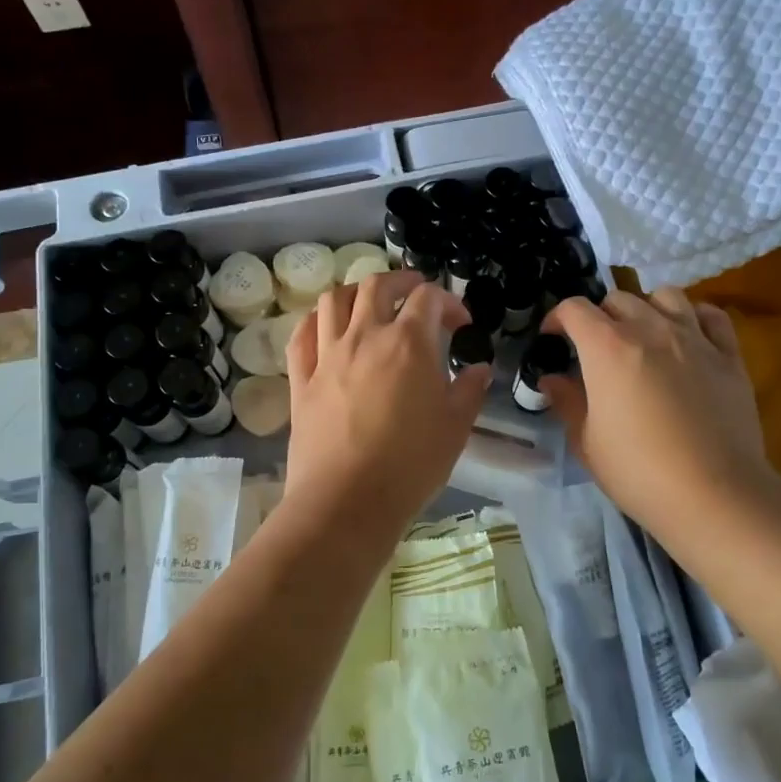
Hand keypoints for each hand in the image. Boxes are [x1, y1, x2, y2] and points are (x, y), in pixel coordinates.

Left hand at [279, 270, 490, 552]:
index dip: (448, 301)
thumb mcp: (455, 427)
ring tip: (368, 303)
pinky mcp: (302, 379)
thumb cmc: (410, 464)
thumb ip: (469, 391)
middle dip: (400, 281)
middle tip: (414, 294)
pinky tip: (326, 327)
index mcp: (408, 342)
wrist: (346, 500)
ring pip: (334, 300)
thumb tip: (479, 369)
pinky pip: (302, 335)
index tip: (460, 323)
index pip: (428, 298)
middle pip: (376, 285)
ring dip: (355, 292)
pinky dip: (316, 321)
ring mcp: (328, 355)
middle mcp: (365, 336)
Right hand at [542, 289, 770, 553]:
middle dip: (600, 316)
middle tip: (596, 347)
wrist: (713, 494)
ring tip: (643, 334)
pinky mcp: (729, 355)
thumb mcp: (586, 441)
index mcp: (607, 347)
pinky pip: (711, 316)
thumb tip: (552, 379)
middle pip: (618, 298)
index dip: (557, 318)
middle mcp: (650, 329)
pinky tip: (688, 336)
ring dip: (646, 307)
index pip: (574, 308)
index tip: (552, 338)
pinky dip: (694, 316)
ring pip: (666, 295)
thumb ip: (567, 402)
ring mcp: (694, 338)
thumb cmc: (638, 471)